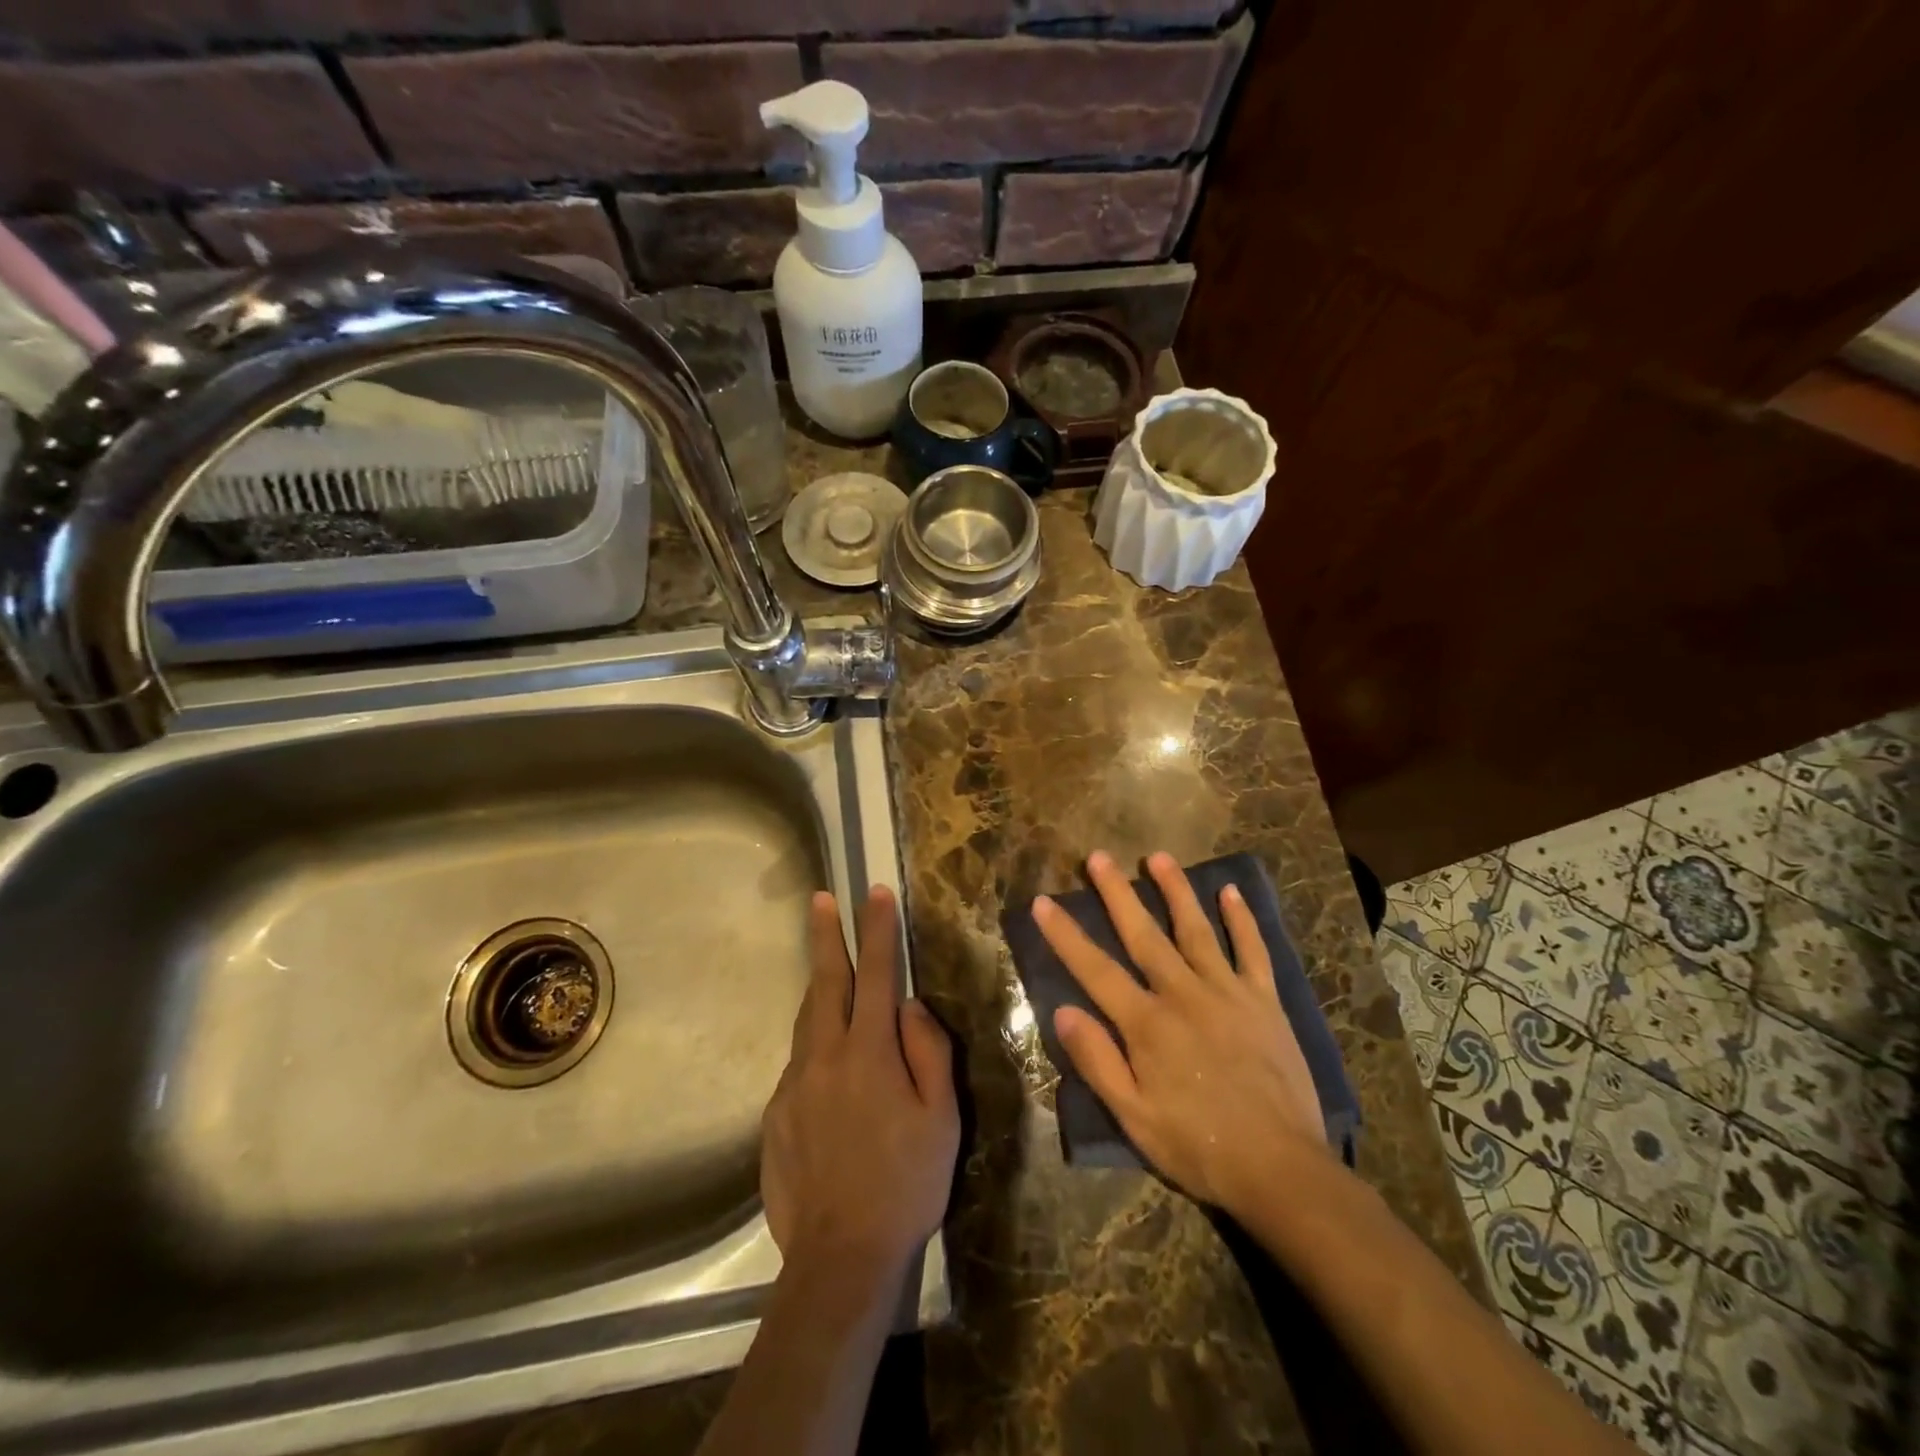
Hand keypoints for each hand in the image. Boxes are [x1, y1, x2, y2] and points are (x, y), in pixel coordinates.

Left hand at [762, 886, 959, 1281]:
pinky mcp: (774, 1115)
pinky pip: (799, 1066)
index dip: (877, 930)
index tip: (874, 893)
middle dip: (825, 935)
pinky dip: (815, 1048)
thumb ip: (927, 1050)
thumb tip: (908, 1005)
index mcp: (868, 1053)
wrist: (840, 1257)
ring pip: (806, 1021)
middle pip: (824, 982)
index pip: (875, 974)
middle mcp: (824, 1057)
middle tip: (819, 898)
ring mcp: (793, 1085)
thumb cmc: (906, 1184)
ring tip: (828, 969)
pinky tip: (829, 1073)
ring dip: (818, 987)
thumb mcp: (942, 1118)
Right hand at [1034, 851, 1328, 1215]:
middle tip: (1098, 856)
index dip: (1066, 935)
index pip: (1095, 970)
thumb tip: (1062, 1010)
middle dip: (1116, 893)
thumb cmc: (1199, 1147)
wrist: (1281, 1171)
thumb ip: (1098, 1061)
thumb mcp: (1134, 1118)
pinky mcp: (1265, 1002)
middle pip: (1143, 935)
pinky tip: (1231, 892)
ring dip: (1175, 890)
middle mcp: (1184, 995)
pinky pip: (1253, 951)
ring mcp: (1228, 993)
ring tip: (1157, 857)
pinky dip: (1242, 920)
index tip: (1043, 902)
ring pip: (1196, 930)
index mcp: (1147, 1024)